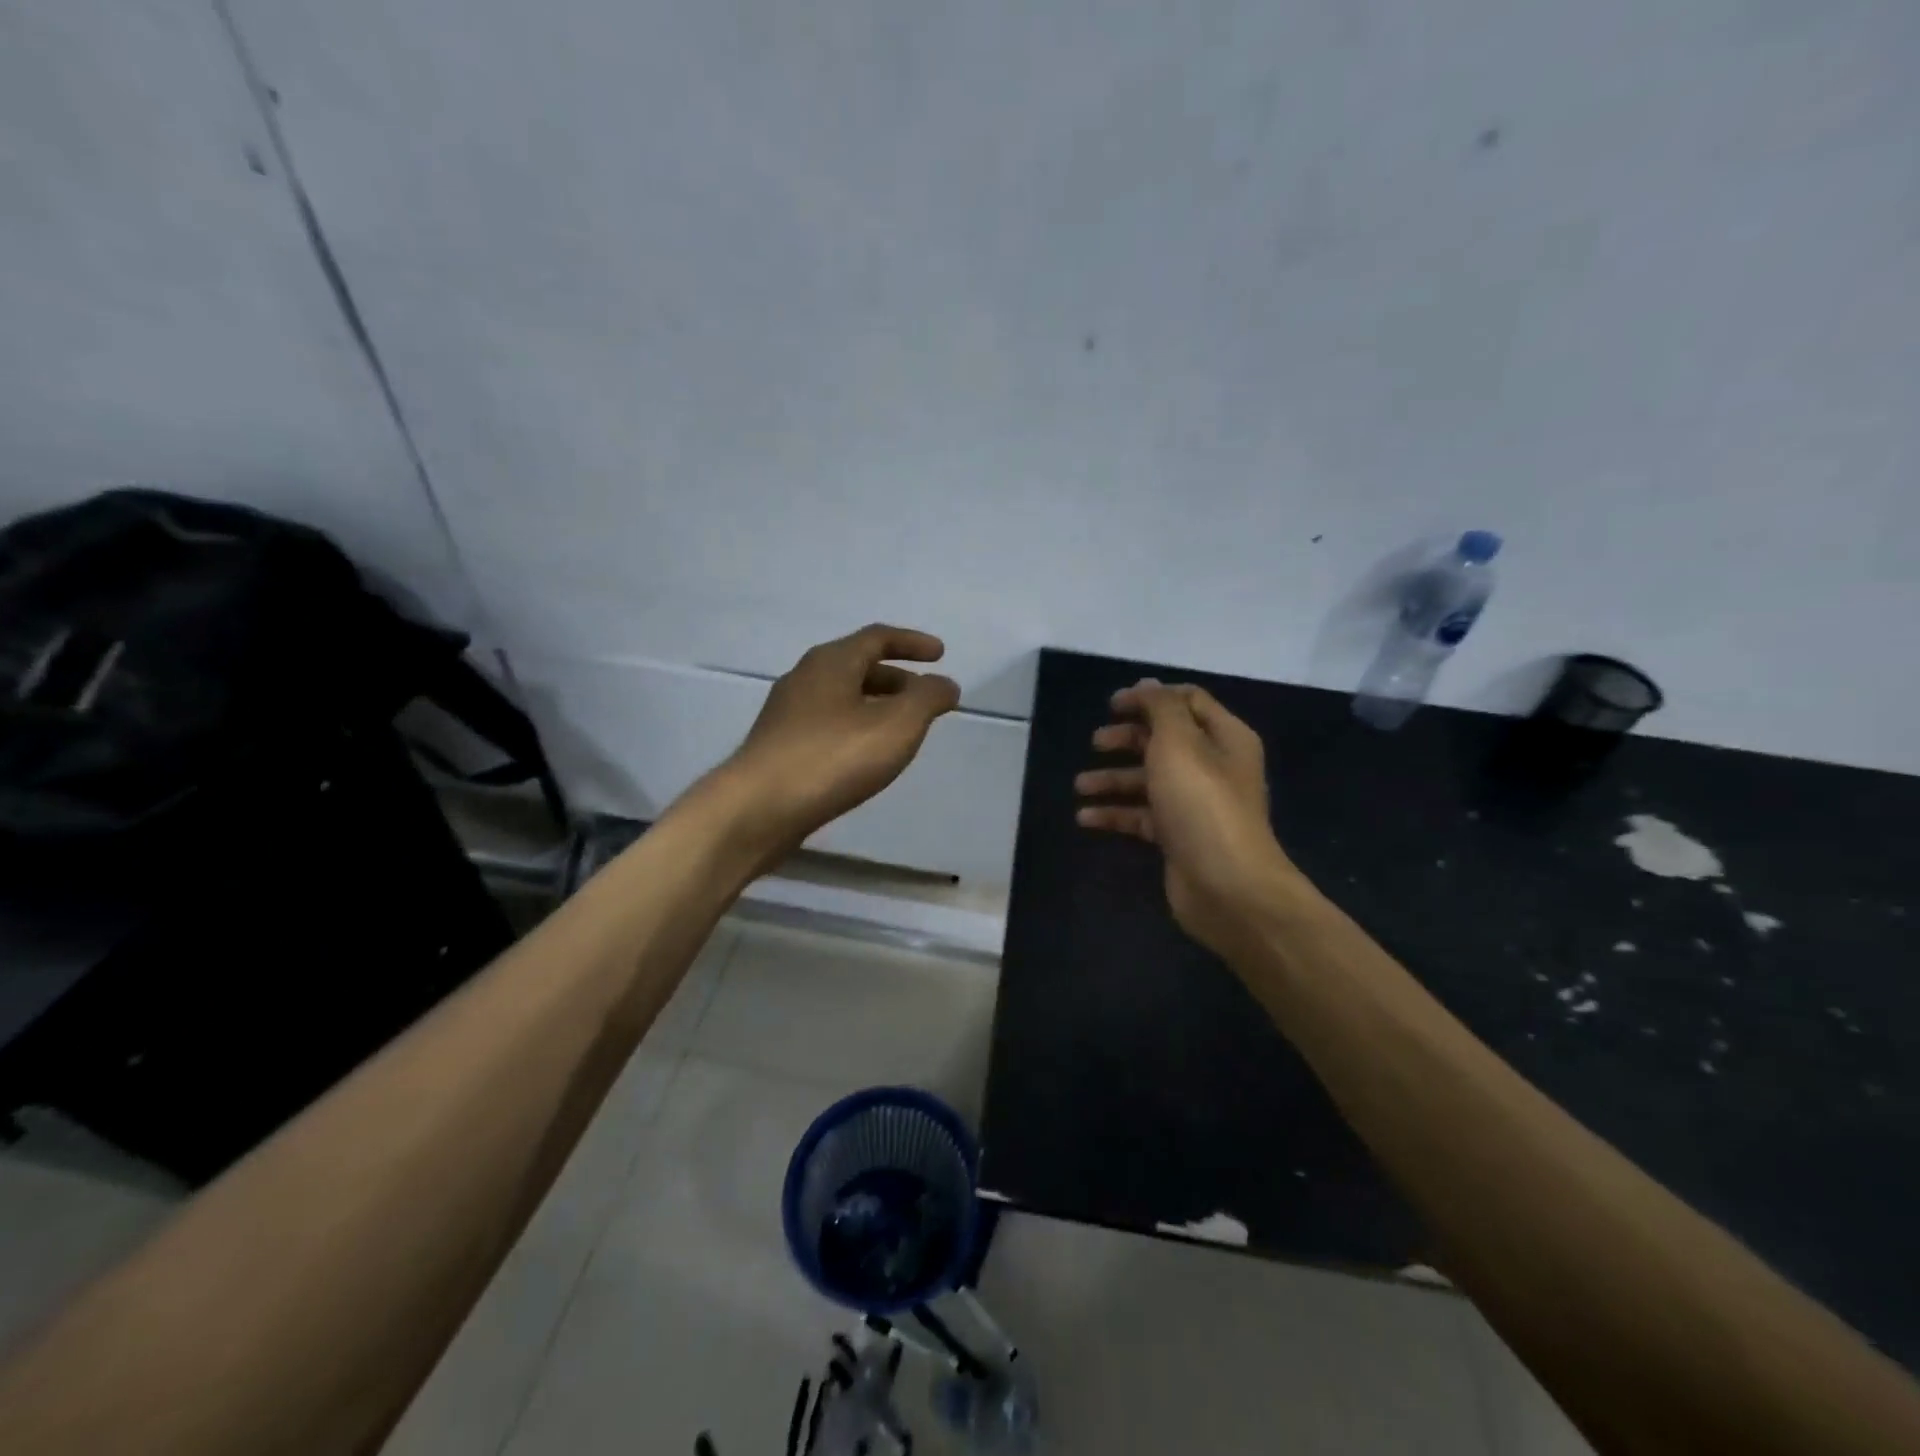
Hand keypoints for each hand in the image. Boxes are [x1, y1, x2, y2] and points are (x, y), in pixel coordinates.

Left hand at [716, 624, 960, 859]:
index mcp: (831, 662)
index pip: (878, 638)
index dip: (913, 643)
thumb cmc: (833, 758)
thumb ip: (927, 699)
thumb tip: (945, 684)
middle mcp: (805, 678)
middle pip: (858, 666)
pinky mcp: (780, 746)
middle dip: (898, 678)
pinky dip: (857, 727)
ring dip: (877, 705)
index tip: (941, 654)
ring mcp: (787, 713)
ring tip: (902, 730)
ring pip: (843, 697)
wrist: (758, 808)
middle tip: (925, 698)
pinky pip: (829, 724)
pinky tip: (867, 755)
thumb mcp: (897, 725)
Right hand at [1075, 679, 1297, 956]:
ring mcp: (1194, 804)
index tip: (1111, 705)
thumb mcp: (1178, 743)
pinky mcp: (1178, 836)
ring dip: (1113, 779)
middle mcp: (1212, 767)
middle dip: (1127, 739)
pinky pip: (1141, 816)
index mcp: (1223, 738)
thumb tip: (1147, 685)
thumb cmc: (1201, 804)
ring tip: (1080, 786)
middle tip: (1096, 742)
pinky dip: (1114, 813)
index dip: (1149, 698)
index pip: (1187, 702)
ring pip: (1148, 780)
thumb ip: (1161, 709)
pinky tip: (1085, 818)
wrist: (1227, 886)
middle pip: (1163, 741)